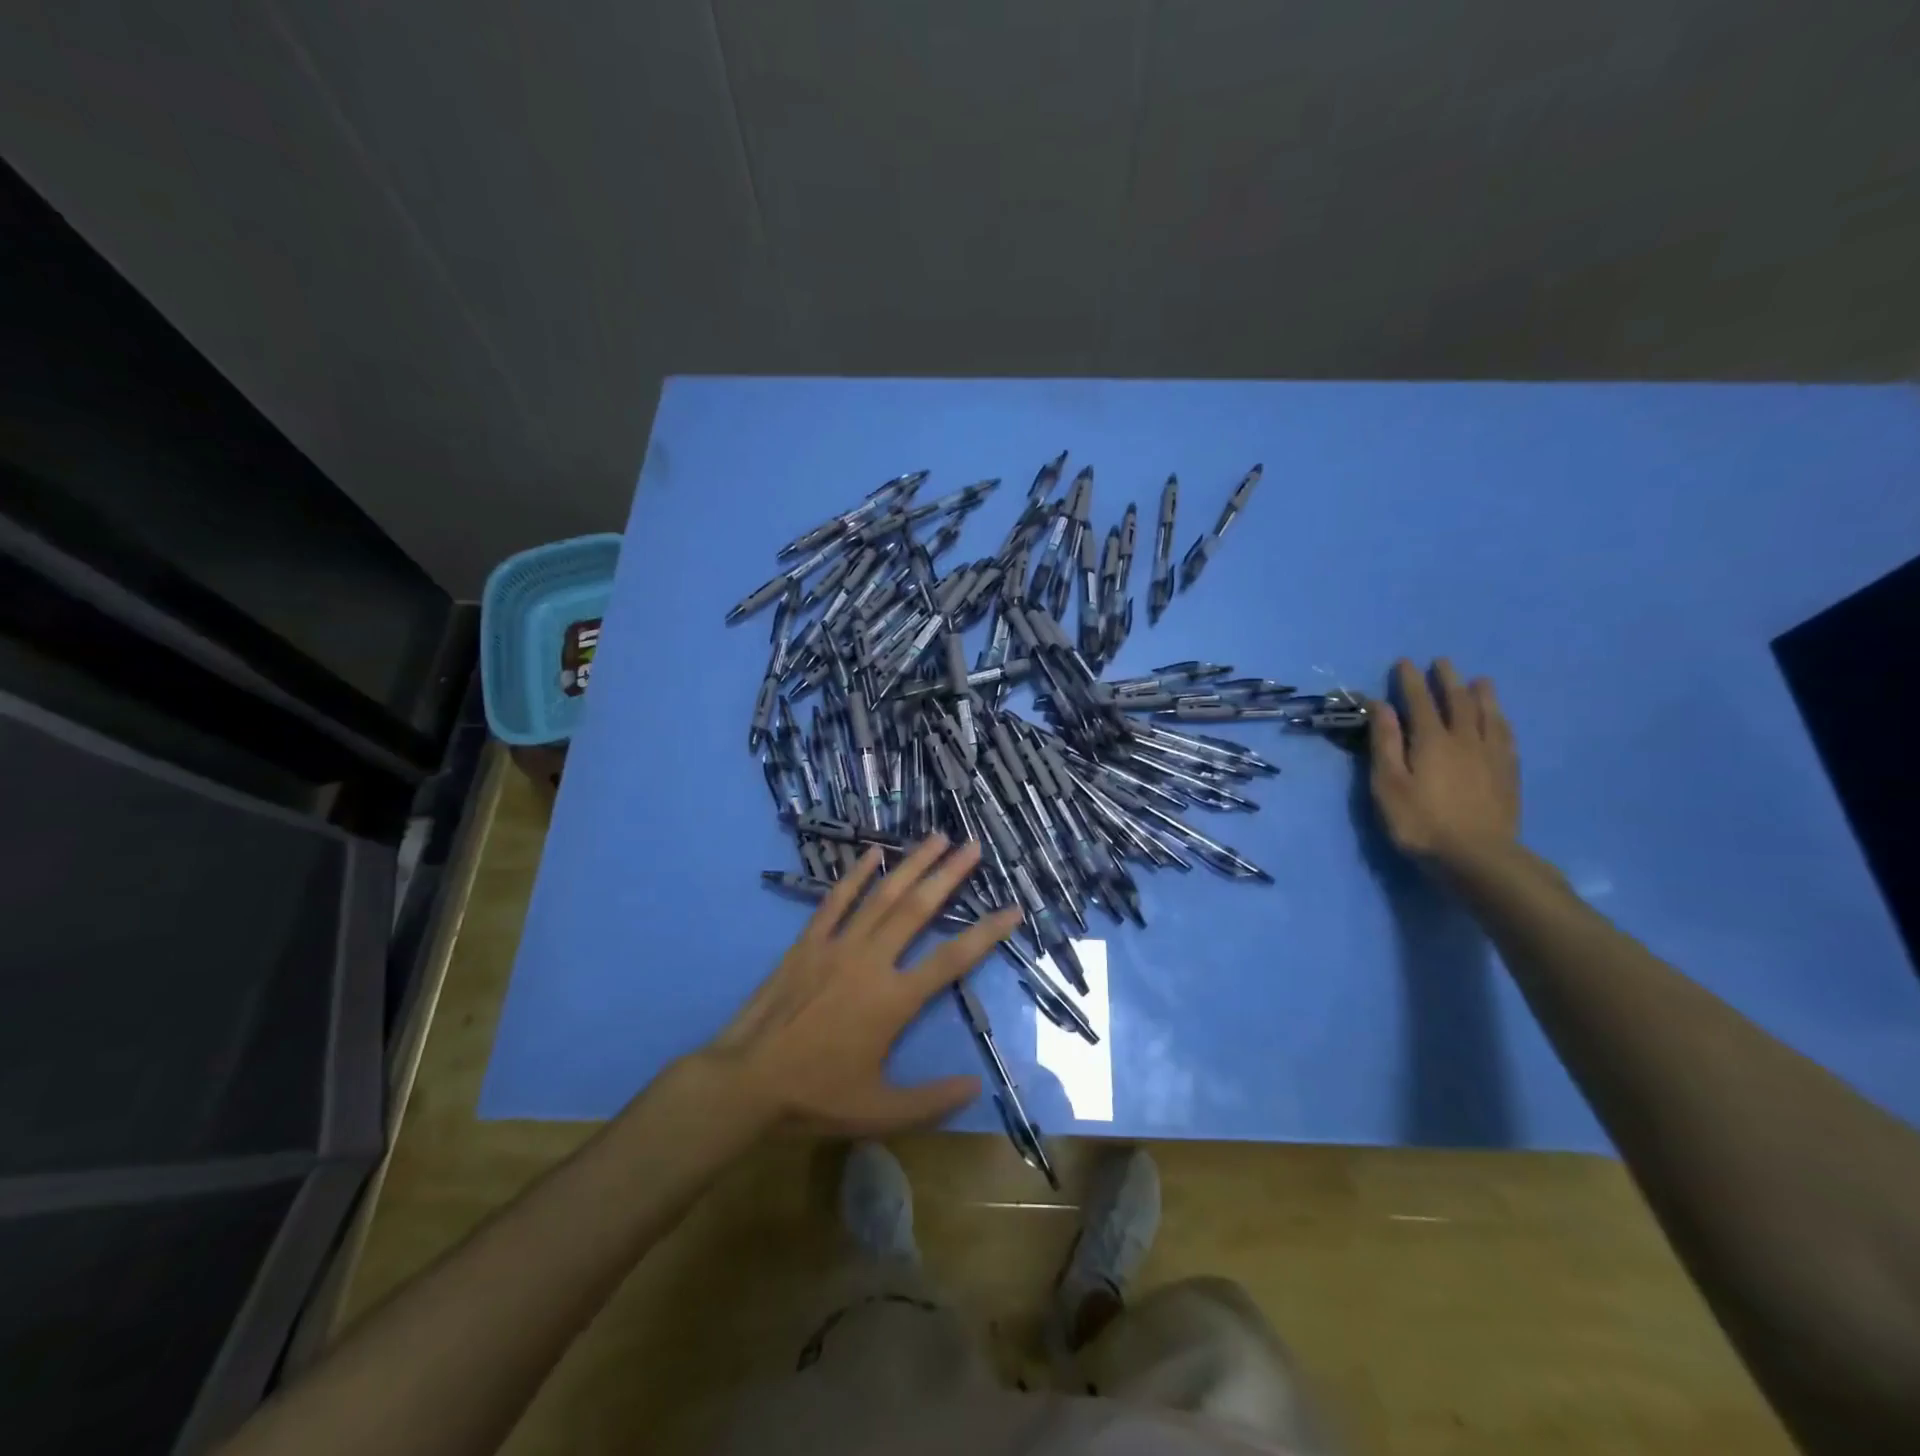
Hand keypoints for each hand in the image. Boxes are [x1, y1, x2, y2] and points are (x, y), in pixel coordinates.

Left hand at [705, 835, 1021, 1134]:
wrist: (746, 1082)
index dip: (987, 933)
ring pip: (882, 896)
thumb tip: (976, 1084)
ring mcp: (837, 946)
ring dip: (912, 865)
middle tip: (973, 846)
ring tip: (936, 838)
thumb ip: (931, 1099)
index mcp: (893, 1000)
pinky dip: (855, 876)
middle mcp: (871, 961)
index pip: (952, 959)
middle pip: (918, 909)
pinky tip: (872, 853)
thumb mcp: (879, 1112)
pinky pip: (835, 901)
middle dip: (949, 875)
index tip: (1012, 908)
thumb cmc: (814, 1097)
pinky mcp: (808, 943)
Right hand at [1367, 658, 1518, 869]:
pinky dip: (1500, 721)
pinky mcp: (1508, 774)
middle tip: (1442, 662)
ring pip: (1488, 715)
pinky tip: (1500, 720)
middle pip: (1458, 701)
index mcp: (1431, 740)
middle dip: (1447, 679)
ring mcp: (1491, 756)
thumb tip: (1382, 706)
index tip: (1404, 662)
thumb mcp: (1388, 784)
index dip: (1410, 681)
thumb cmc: (1420, 822)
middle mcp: (1464, 740)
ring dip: (1481, 694)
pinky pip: (1506, 736)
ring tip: (1479, 680)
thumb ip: (1385, 743)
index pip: (1419, 702)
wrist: (1477, 856)